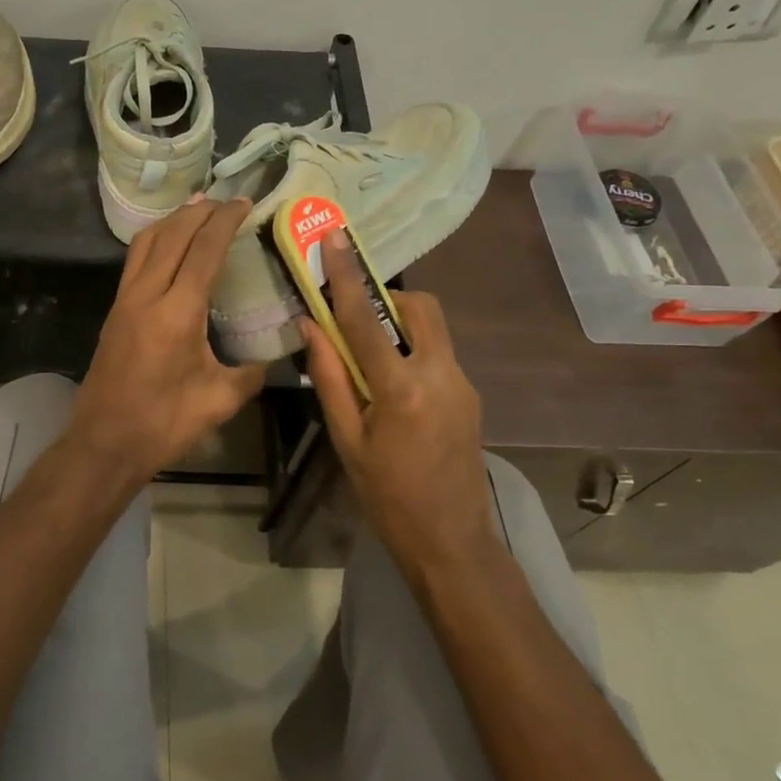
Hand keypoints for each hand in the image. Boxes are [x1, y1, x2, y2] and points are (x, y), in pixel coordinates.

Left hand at [69, 198, 268, 487]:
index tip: (243, 202)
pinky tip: (169, 245)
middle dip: (199, 211)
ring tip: (196, 208)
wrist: (104, 443)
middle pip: (172, 235)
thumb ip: (252, 374)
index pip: (203, 250)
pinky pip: (135, 260)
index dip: (225, 221)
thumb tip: (273, 358)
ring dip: (173, 220)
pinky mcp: (114, 312)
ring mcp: (124, 301)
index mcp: (177, 312)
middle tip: (224, 199)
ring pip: (147, 243)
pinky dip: (156, 240)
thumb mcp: (219, 400)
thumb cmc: (164, 424)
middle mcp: (147, 295)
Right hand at [302, 229, 497, 565]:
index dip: (346, 277)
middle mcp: (441, 374)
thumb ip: (330, 378)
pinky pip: (437, 353)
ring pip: (432, 329)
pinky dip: (410, 351)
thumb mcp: (347, 440)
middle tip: (353, 317)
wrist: (452, 540)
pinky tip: (391, 387)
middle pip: (419, 307)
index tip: (335, 239)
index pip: (366, 319)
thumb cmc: (387, 496)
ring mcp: (463, 383)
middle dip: (386, 298)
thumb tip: (310, 327)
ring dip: (398, 325)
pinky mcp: (470, 395)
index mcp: (402, 388)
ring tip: (368, 359)